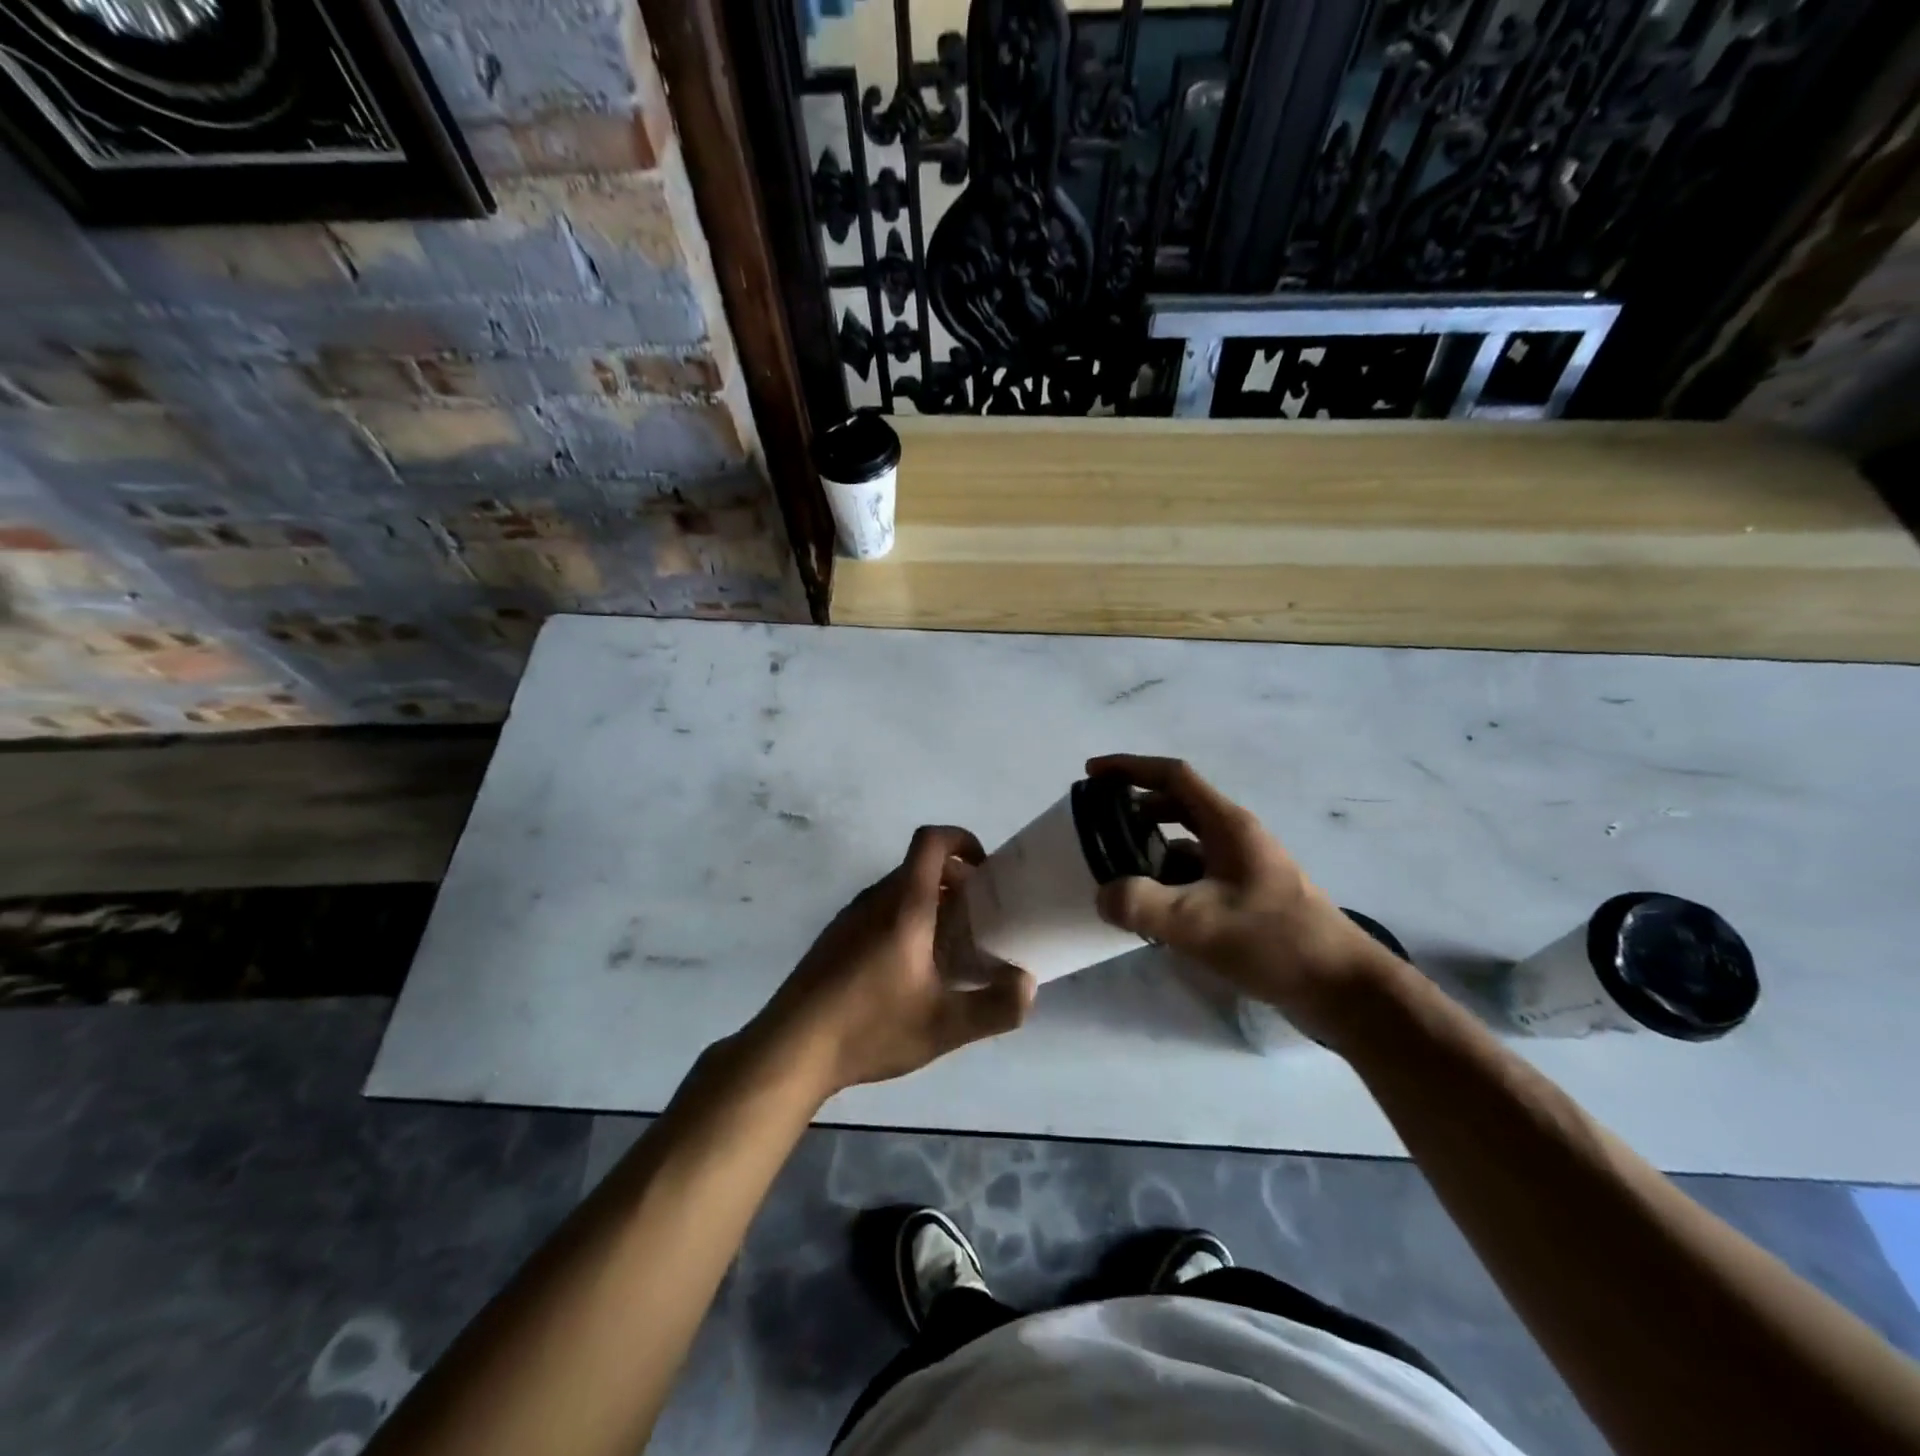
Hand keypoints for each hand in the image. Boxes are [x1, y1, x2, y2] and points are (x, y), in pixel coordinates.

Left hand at [754, 825, 1035, 1096]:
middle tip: (978, 918)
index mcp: (903, 906)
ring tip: (949, 948)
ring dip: (929, 903)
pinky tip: (909, 971)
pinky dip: (904, 921)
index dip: (961, 839)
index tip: (984, 869)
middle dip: (954, 881)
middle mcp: (874, 899)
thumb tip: (1029, 984)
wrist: (790, 1049)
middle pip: (918, 867)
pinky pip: (878, 911)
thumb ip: (995, 1007)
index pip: (930, 841)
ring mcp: (849, 917)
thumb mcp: (944, 1027)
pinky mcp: (834, 938)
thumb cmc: (870, 1027)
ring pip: (898, 890)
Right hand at [1087, 755, 1400, 1048]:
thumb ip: (1141, 904)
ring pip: (1186, 844)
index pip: (1172, 776)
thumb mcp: (1198, 923)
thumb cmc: (1274, 941)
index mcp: (1228, 825)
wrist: (1342, 989)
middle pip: (1177, 806)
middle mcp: (1236, 837)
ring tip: (1116, 871)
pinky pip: (1196, 875)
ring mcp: (1243, 868)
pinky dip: (1168, 881)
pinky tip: (1151, 909)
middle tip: (1098, 826)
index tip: (1091, 774)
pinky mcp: (1247, 898)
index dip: (1129, 768)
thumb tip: (1104, 895)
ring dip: (1150, 849)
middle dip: (1135, 810)